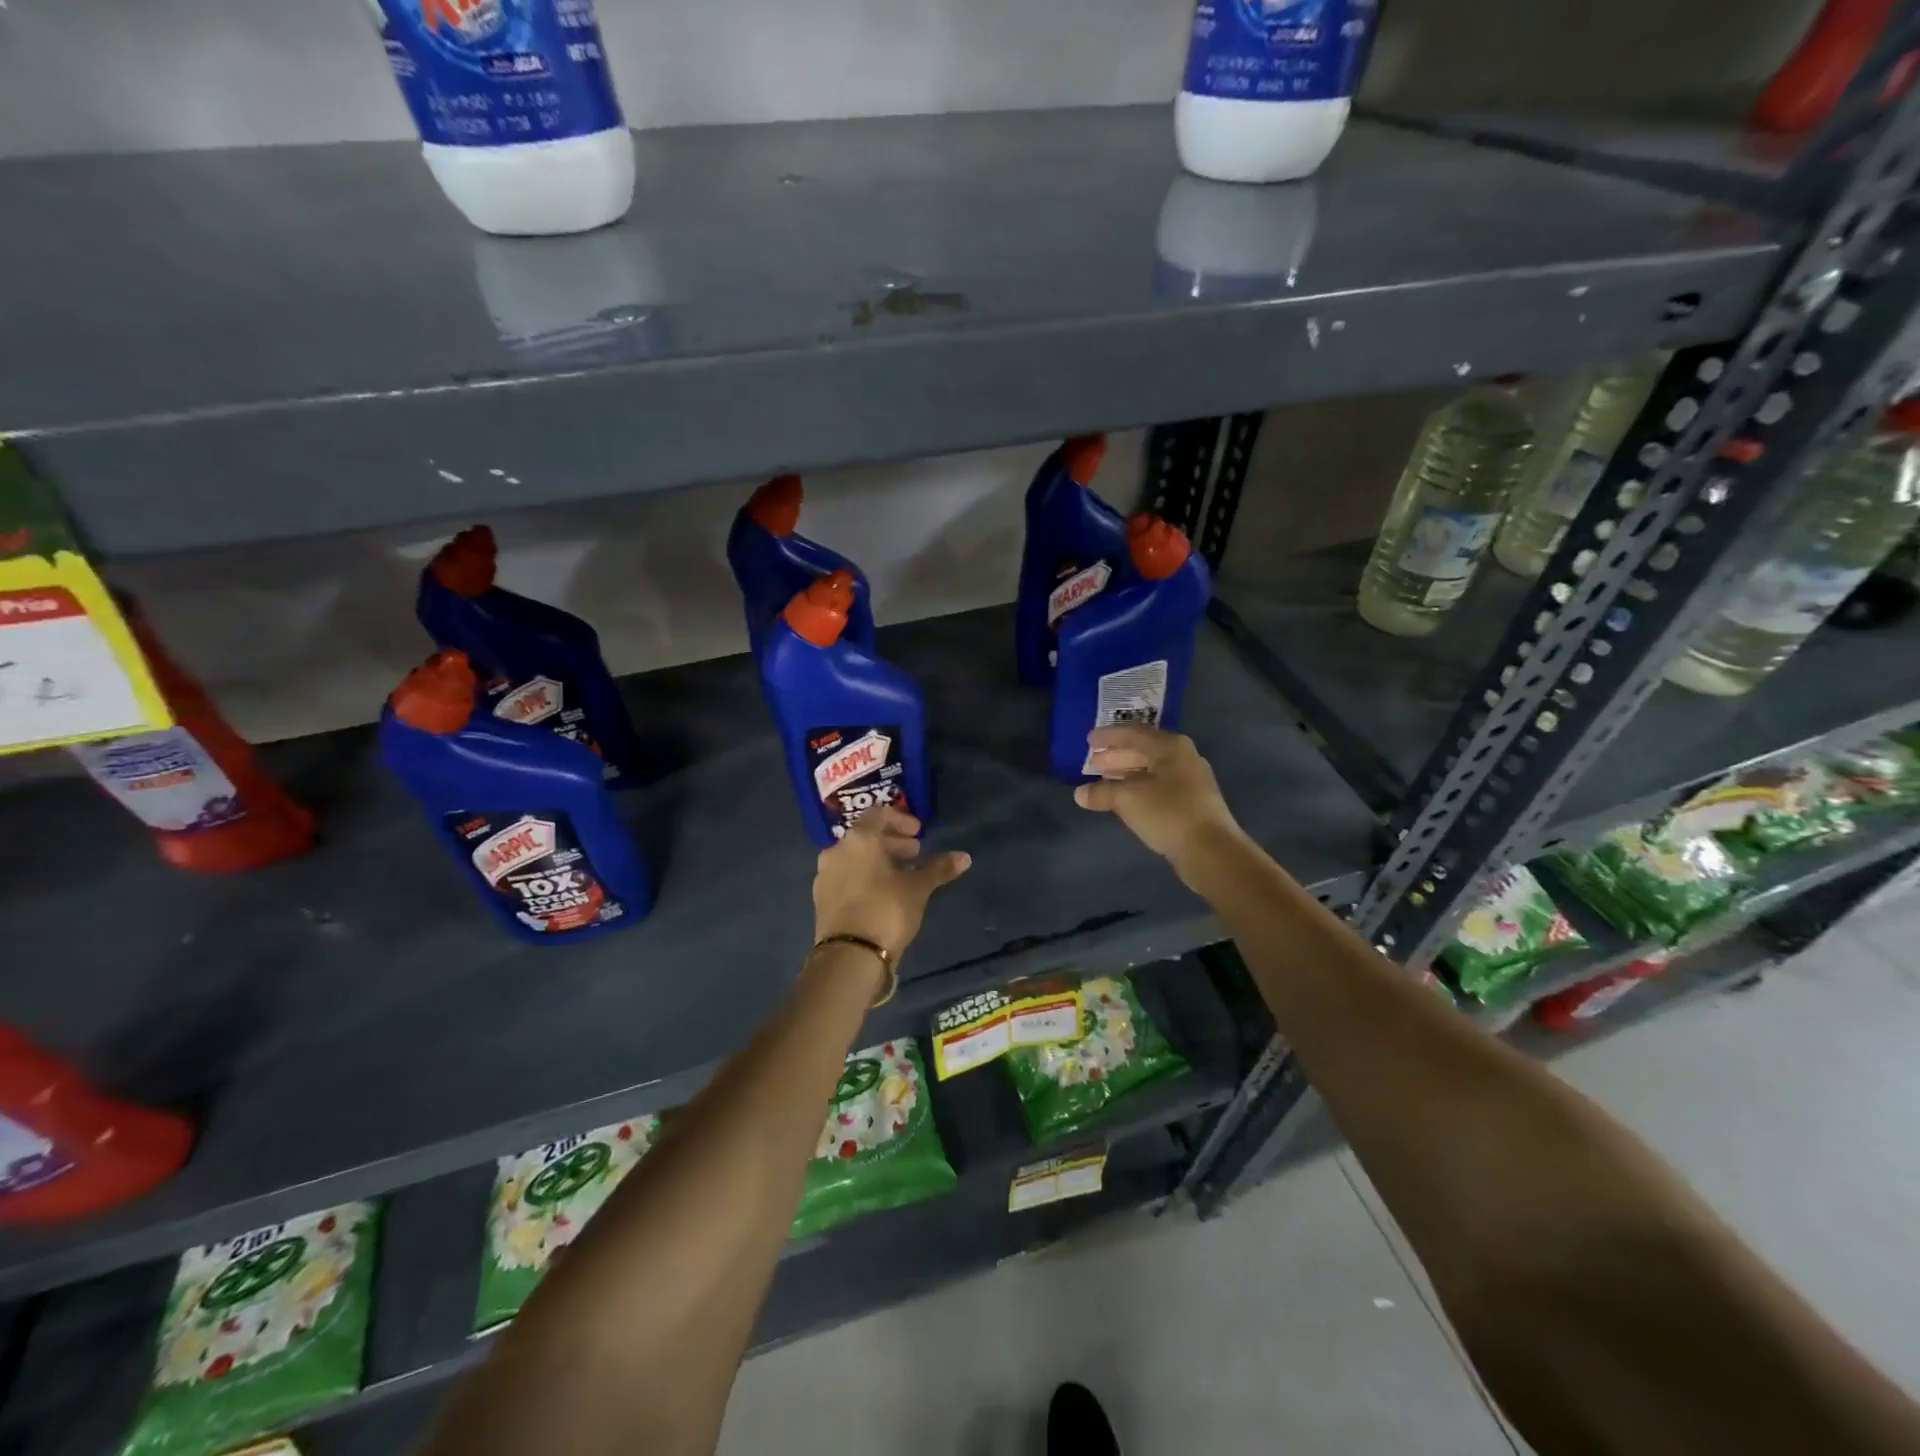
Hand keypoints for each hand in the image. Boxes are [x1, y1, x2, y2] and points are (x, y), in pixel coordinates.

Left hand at [812, 808, 970, 958]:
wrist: (849, 956)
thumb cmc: (886, 910)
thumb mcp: (918, 888)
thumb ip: (938, 869)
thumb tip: (964, 857)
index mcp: (858, 840)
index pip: (878, 814)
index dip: (901, 820)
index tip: (919, 833)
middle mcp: (836, 851)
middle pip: (866, 837)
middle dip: (892, 842)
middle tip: (916, 853)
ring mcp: (825, 876)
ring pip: (855, 858)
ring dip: (879, 860)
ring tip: (903, 875)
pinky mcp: (822, 899)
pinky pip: (847, 877)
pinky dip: (865, 876)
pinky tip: (883, 893)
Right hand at [1074, 725, 1248, 878]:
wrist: (1211, 850)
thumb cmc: (1168, 813)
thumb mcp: (1128, 799)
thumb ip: (1102, 793)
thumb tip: (1080, 794)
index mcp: (1170, 747)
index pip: (1133, 733)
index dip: (1109, 736)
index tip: (1089, 740)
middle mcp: (1183, 757)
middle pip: (1144, 750)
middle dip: (1117, 755)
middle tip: (1093, 762)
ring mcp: (1190, 780)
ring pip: (1151, 770)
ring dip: (1126, 773)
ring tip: (1103, 779)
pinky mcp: (1192, 802)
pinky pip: (1159, 786)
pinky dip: (1139, 788)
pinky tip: (1125, 798)